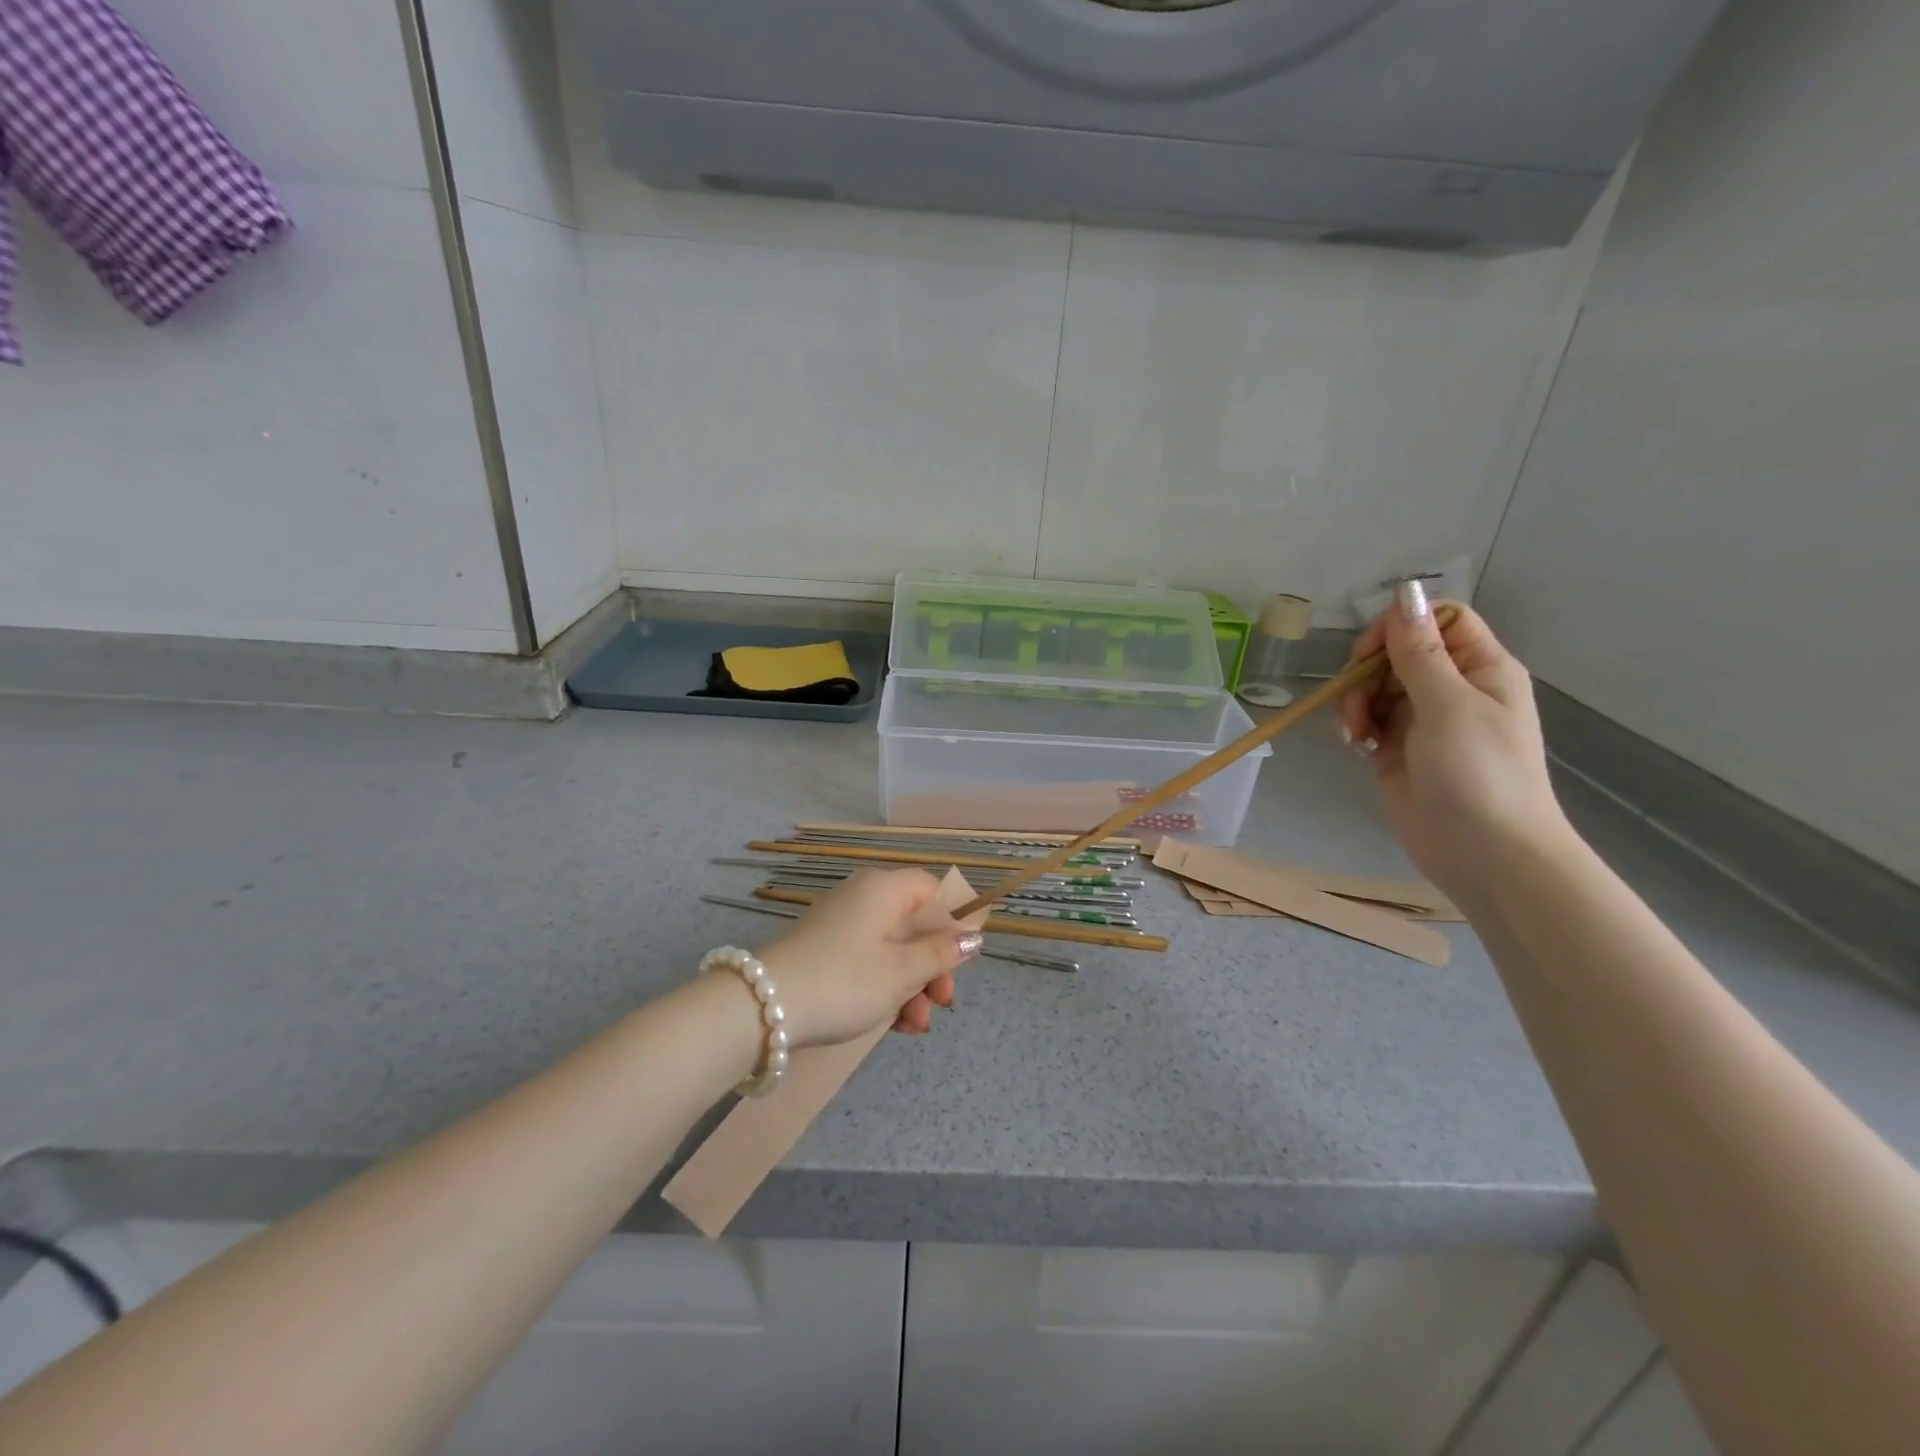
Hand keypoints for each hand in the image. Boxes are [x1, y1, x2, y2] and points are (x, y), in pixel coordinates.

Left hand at [757, 869, 982, 1049]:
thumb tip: (972, 936)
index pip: (933, 890)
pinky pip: (866, 961)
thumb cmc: (845, 980)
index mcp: (885, 889)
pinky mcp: (823, 950)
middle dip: (933, 967)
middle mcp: (863, 897)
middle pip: (914, 924)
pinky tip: (892, 1024)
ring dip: (911, 986)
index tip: (959, 962)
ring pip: (891, 949)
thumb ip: (941, 953)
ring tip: (914, 1028)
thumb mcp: (902, 971)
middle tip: (941, 1003)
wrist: (763, 1007)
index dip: (952, 923)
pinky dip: (883, 988)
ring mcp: (840, 924)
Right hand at [1338, 585, 1570, 902]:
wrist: (1485, 854)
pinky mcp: (1397, 749)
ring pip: (1375, 686)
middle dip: (1368, 670)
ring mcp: (1423, 720)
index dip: (1400, 627)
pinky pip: (1367, 719)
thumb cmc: (1479, 774)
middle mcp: (1452, 688)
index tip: (1370, 653)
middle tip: (1357, 699)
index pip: (1437, 621)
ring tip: (1355, 732)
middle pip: (1398, 652)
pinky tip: (1353, 744)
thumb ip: (1420, 651)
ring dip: (1356, 701)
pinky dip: (1354, 725)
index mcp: (1480, 669)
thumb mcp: (1448, 706)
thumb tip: (1405, 590)